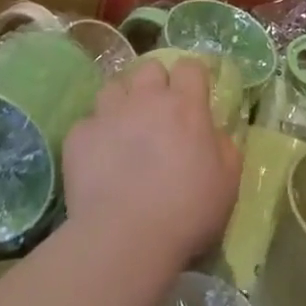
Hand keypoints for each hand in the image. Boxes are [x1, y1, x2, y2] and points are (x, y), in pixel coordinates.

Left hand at [62, 56, 239, 269]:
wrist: (126, 239)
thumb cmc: (187, 211)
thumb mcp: (227, 182)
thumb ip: (225, 148)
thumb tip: (216, 135)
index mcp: (185, 106)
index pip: (190, 66)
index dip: (193, 78)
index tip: (195, 96)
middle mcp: (146, 99)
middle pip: (149, 68)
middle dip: (155, 83)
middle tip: (159, 112)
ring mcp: (108, 114)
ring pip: (114, 87)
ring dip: (122, 102)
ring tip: (124, 129)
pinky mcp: (79, 136)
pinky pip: (87, 124)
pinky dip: (94, 136)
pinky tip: (98, 160)